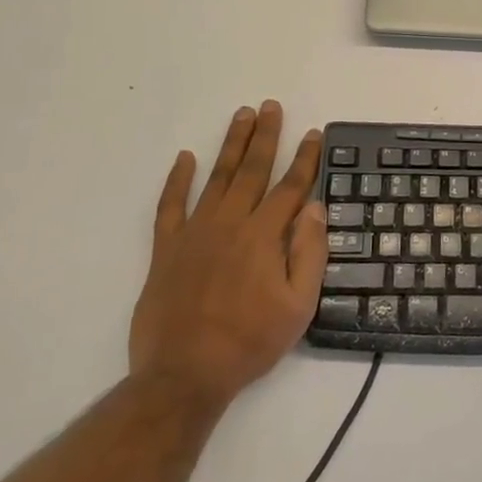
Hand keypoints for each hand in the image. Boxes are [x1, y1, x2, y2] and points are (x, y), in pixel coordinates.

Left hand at [130, 101, 327, 407]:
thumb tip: (314, 207)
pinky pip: (170, 205)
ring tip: (242, 115)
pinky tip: (185, 157)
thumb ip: (309, 252)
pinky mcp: (167, 248)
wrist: (184, 375)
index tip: (313, 133)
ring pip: (217, 178)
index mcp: (264, 236)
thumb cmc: (250, 341)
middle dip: (266, 136)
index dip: (305, 158)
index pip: (291, 187)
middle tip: (271, 106)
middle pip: (253, 170)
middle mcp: (231, 223)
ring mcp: (195, 233)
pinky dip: (177, 180)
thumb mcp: (298, 305)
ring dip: (231, 145)